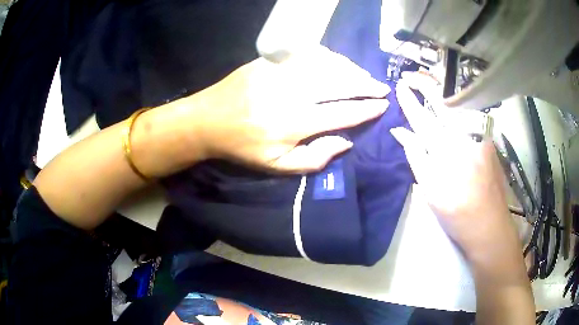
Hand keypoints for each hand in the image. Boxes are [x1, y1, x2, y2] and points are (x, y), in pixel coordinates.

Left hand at [176, 45, 388, 172]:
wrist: (207, 120)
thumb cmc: (242, 147)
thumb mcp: (276, 166)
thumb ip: (314, 159)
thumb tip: (345, 142)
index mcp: (295, 123)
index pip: (342, 113)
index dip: (366, 109)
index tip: (383, 105)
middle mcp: (292, 94)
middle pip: (340, 85)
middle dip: (366, 85)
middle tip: (382, 87)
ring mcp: (281, 73)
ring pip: (327, 66)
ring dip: (350, 70)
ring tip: (364, 76)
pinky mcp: (271, 61)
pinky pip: (307, 54)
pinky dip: (328, 57)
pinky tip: (337, 62)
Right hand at [390, 72, 520, 263]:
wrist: (490, 226)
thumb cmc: (457, 214)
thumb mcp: (430, 191)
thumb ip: (415, 156)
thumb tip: (400, 132)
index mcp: (446, 153)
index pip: (422, 118)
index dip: (409, 101)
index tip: (399, 85)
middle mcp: (465, 138)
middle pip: (442, 103)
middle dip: (426, 84)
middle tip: (412, 74)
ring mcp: (480, 137)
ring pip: (458, 107)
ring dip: (442, 93)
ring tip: (428, 83)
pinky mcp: (489, 140)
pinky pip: (469, 118)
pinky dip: (457, 109)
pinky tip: (452, 110)